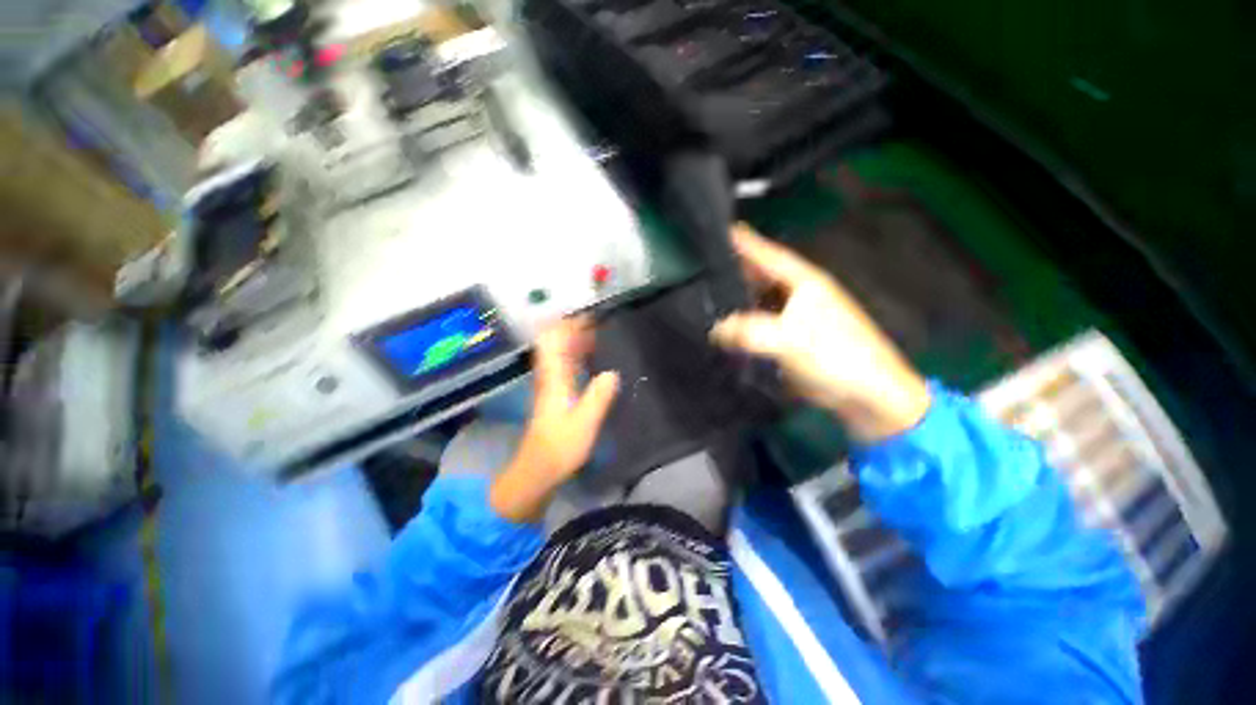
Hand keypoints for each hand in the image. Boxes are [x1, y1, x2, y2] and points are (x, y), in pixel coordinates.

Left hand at [490, 317, 619, 521]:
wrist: (538, 470)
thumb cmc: (560, 447)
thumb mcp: (584, 423)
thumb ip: (598, 396)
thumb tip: (612, 372)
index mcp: (554, 377)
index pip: (554, 340)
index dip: (569, 324)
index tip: (591, 316)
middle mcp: (550, 376)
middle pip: (556, 342)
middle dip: (575, 328)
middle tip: (601, 322)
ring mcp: (551, 384)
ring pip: (560, 353)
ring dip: (576, 340)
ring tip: (600, 334)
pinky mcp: (555, 394)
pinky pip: (565, 366)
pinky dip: (577, 356)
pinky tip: (592, 358)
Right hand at [710, 224, 930, 441]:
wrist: (866, 394)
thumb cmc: (836, 356)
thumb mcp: (790, 339)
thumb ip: (748, 332)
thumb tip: (715, 330)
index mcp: (804, 282)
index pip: (768, 255)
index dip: (745, 242)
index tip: (721, 230)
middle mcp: (799, 294)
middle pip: (761, 275)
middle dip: (735, 270)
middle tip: (703, 267)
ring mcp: (795, 317)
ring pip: (759, 300)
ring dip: (737, 298)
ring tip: (708, 295)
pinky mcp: (791, 338)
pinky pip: (760, 323)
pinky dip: (743, 323)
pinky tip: (727, 327)